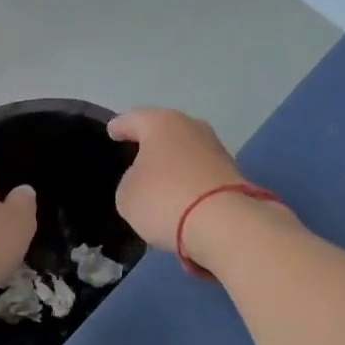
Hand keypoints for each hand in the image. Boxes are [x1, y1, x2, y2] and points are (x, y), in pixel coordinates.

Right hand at [107, 108, 244, 251]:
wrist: (224, 224)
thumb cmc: (165, 199)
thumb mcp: (127, 195)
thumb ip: (131, 181)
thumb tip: (146, 180)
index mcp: (160, 123)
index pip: (132, 120)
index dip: (119, 127)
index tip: (112, 131)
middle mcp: (191, 127)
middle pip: (164, 131)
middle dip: (151, 142)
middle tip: (136, 154)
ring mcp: (216, 148)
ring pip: (185, 150)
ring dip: (174, 162)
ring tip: (160, 179)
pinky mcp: (232, 172)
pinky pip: (200, 171)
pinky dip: (189, 179)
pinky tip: (181, 194)